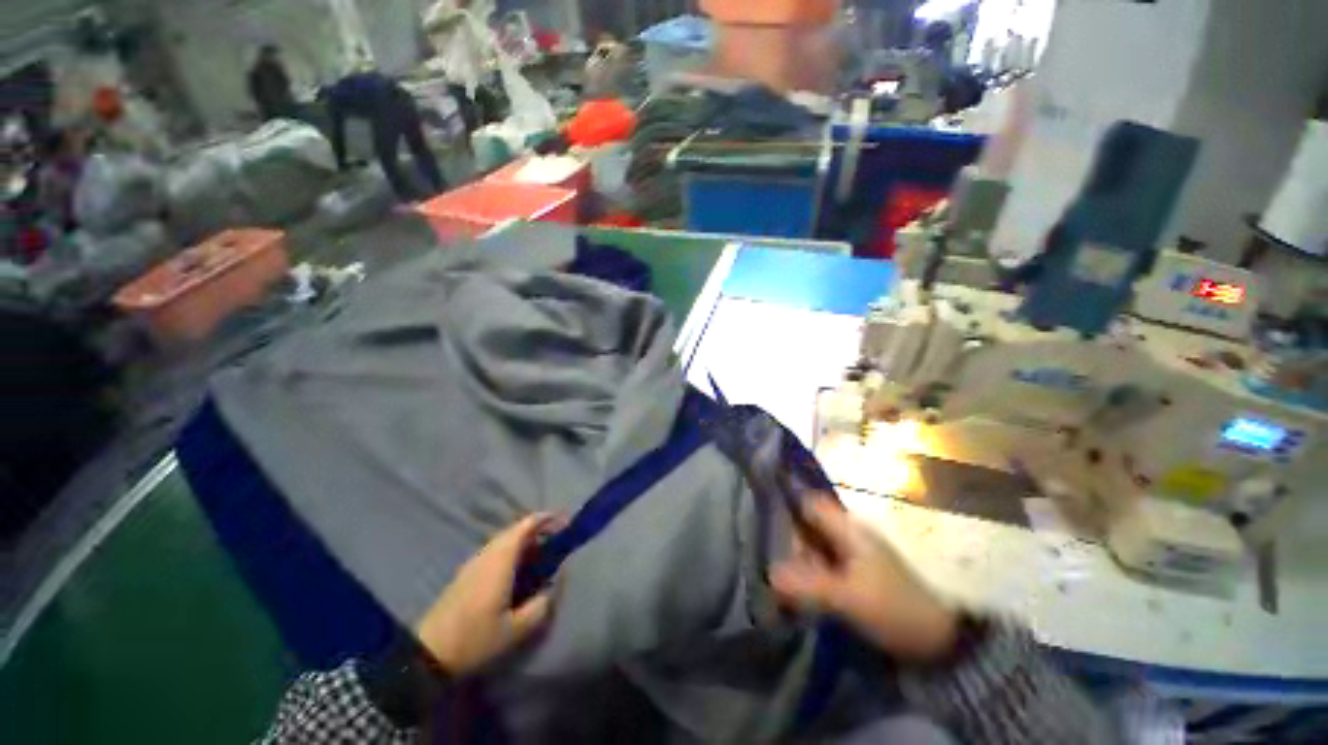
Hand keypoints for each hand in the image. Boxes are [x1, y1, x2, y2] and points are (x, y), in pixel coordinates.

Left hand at [414, 514, 559, 675]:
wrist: (427, 655)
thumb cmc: (475, 639)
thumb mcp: (516, 629)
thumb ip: (542, 604)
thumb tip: (556, 583)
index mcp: (500, 561)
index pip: (525, 526)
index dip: (545, 519)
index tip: (564, 522)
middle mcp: (486, 554)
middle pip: (515, 530)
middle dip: (538, 529)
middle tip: (557, 538)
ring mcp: (473, 562)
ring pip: (504, 540)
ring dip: (524, 539)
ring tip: (541, 552)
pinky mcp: (466, 573)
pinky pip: (495, 550)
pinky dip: (512, 550)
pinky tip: (518, 568)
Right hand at [772, 494, 958, 662]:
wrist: (938, 642)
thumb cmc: (893, 609)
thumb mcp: (849, 598)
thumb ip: (808, 585)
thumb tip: (768, 573)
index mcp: (849, 528)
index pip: (810, 503)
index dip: (787, 504)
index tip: (763, 516)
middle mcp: (849, 534)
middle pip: (808, 525)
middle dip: (788, 538)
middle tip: (766, 554)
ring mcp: (852, 555)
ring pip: (815, 546)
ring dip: (797, 558)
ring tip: (774, 572)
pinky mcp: (855, 575)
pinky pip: (823, 565)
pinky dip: (808, 572)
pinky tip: (796, 587)